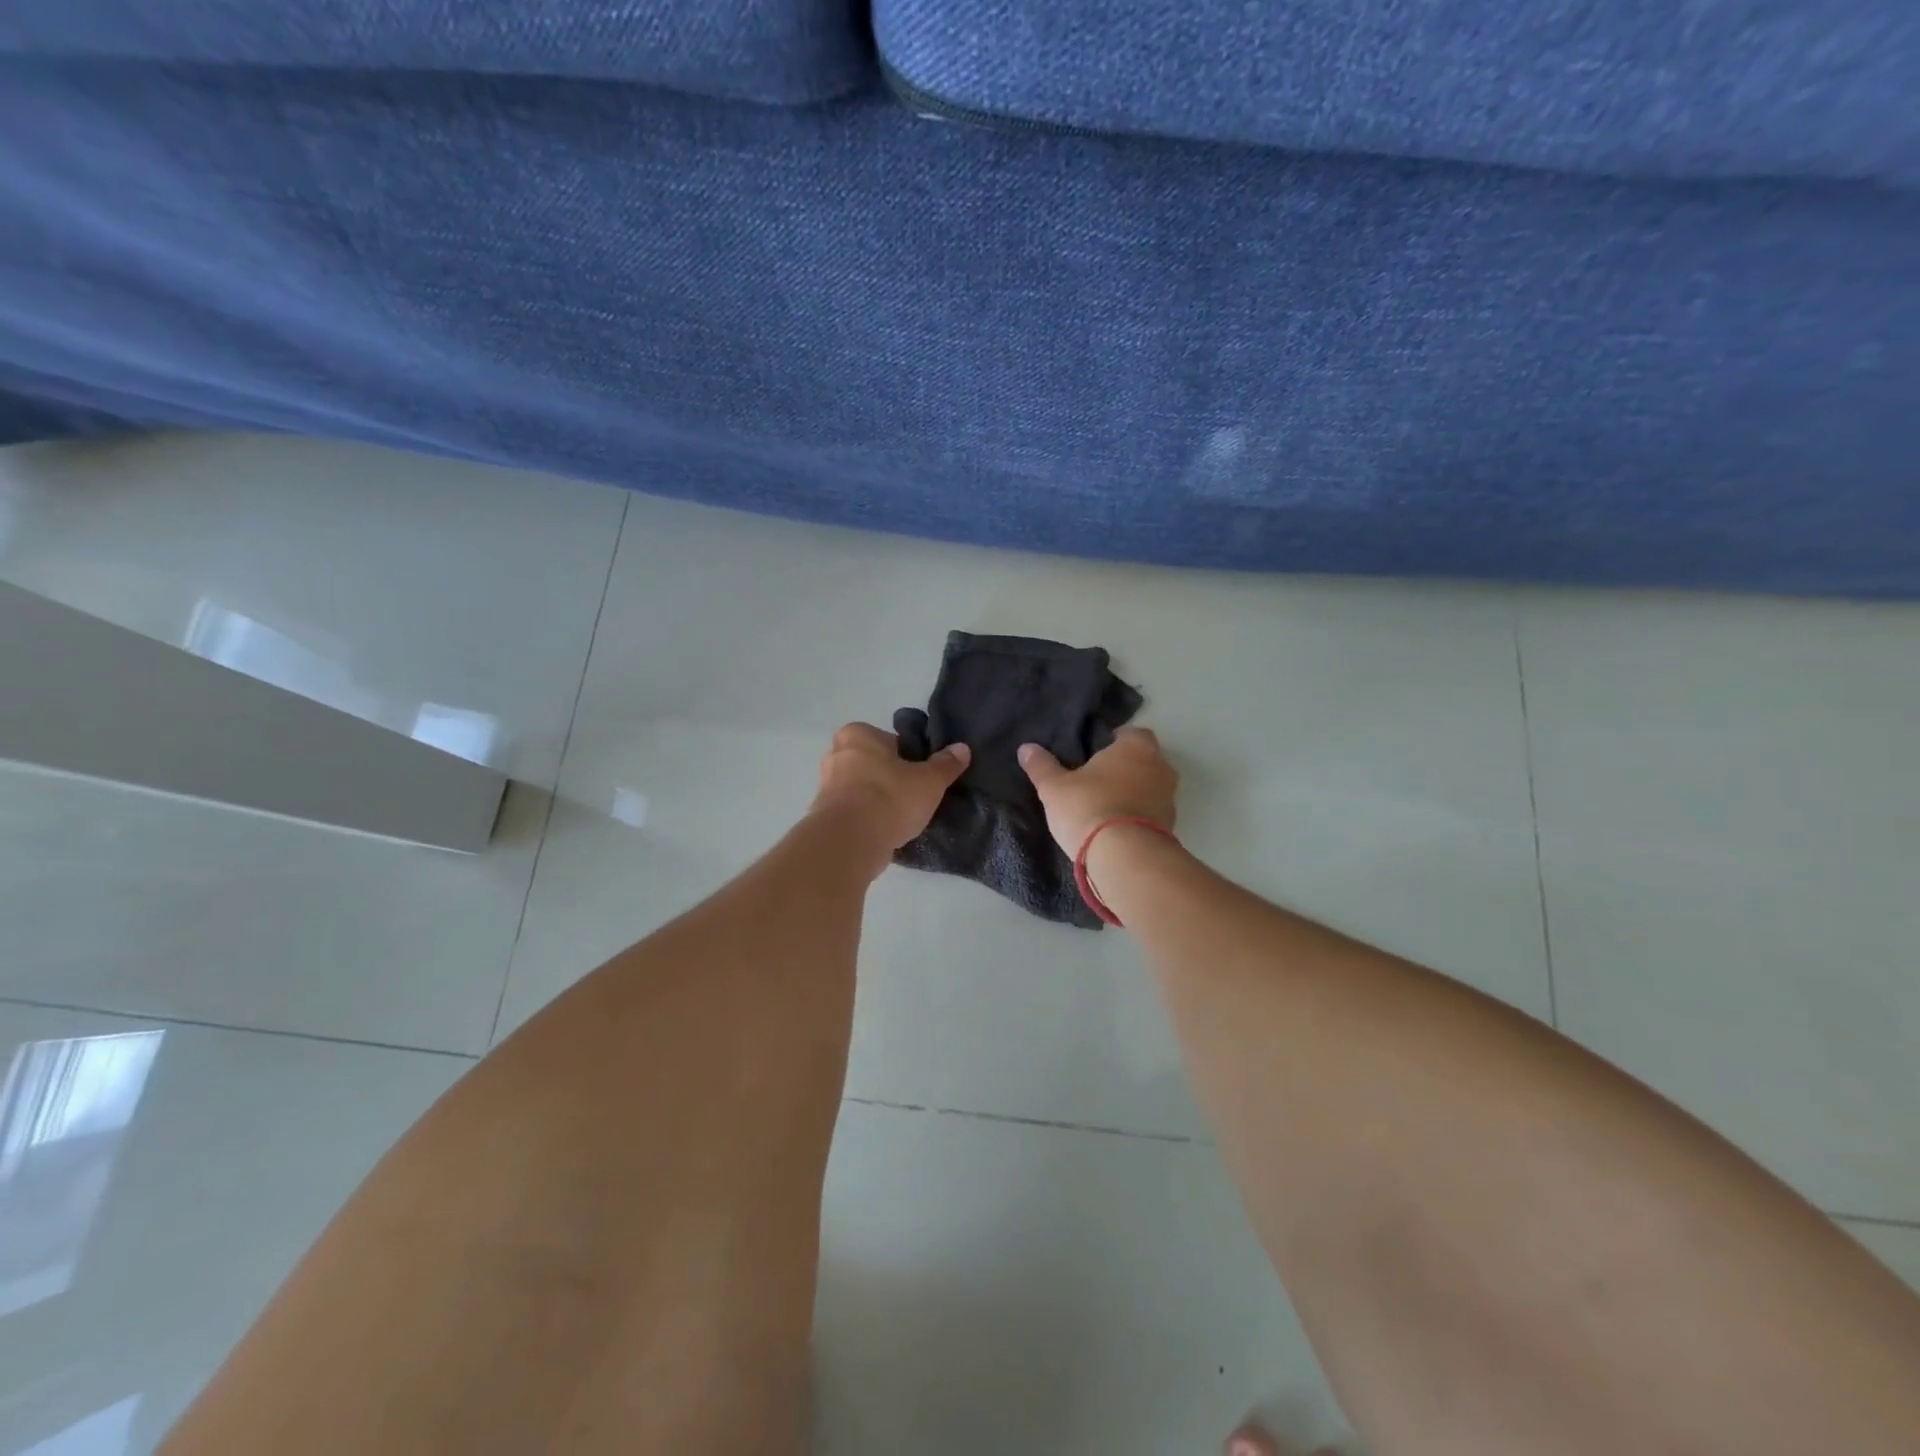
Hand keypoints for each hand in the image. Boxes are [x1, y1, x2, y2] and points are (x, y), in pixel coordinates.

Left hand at [812, 722, 969, 872]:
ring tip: (903, 818)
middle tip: (915, 797)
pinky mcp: (823, 815)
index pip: (891, 741)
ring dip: (879, 800)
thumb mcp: (929, 781)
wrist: (850, 841)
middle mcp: (836, 753)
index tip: (922, 777)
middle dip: (892, 778)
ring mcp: (826, 785)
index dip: (911, 759)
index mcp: (858, 734)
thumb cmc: (890, 798)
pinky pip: (854, 811)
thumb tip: (962, 748)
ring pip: (863, 789)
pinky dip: (868, 818)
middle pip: (875, 764)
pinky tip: (886, 831)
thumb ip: (946, 764)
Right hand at [1018, 727, 1177, 856]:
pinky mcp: (1170, 826)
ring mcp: (1169, 798)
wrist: (1124, 858)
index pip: (1129, 733)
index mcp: (1136, 746)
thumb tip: (1026, 747)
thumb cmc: (1089, 808)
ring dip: (1132, 794)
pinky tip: (1115, 829)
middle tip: (1095, 781)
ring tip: (1103, 808)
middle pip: (1142, 760)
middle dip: (1123, 768)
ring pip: (1149, 787)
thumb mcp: (1054, 787)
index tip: (1092, 755)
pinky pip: (1151, 813)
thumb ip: (1041, 766)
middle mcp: (1160, 766)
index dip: (1112, 742)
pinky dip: (1137, 817)